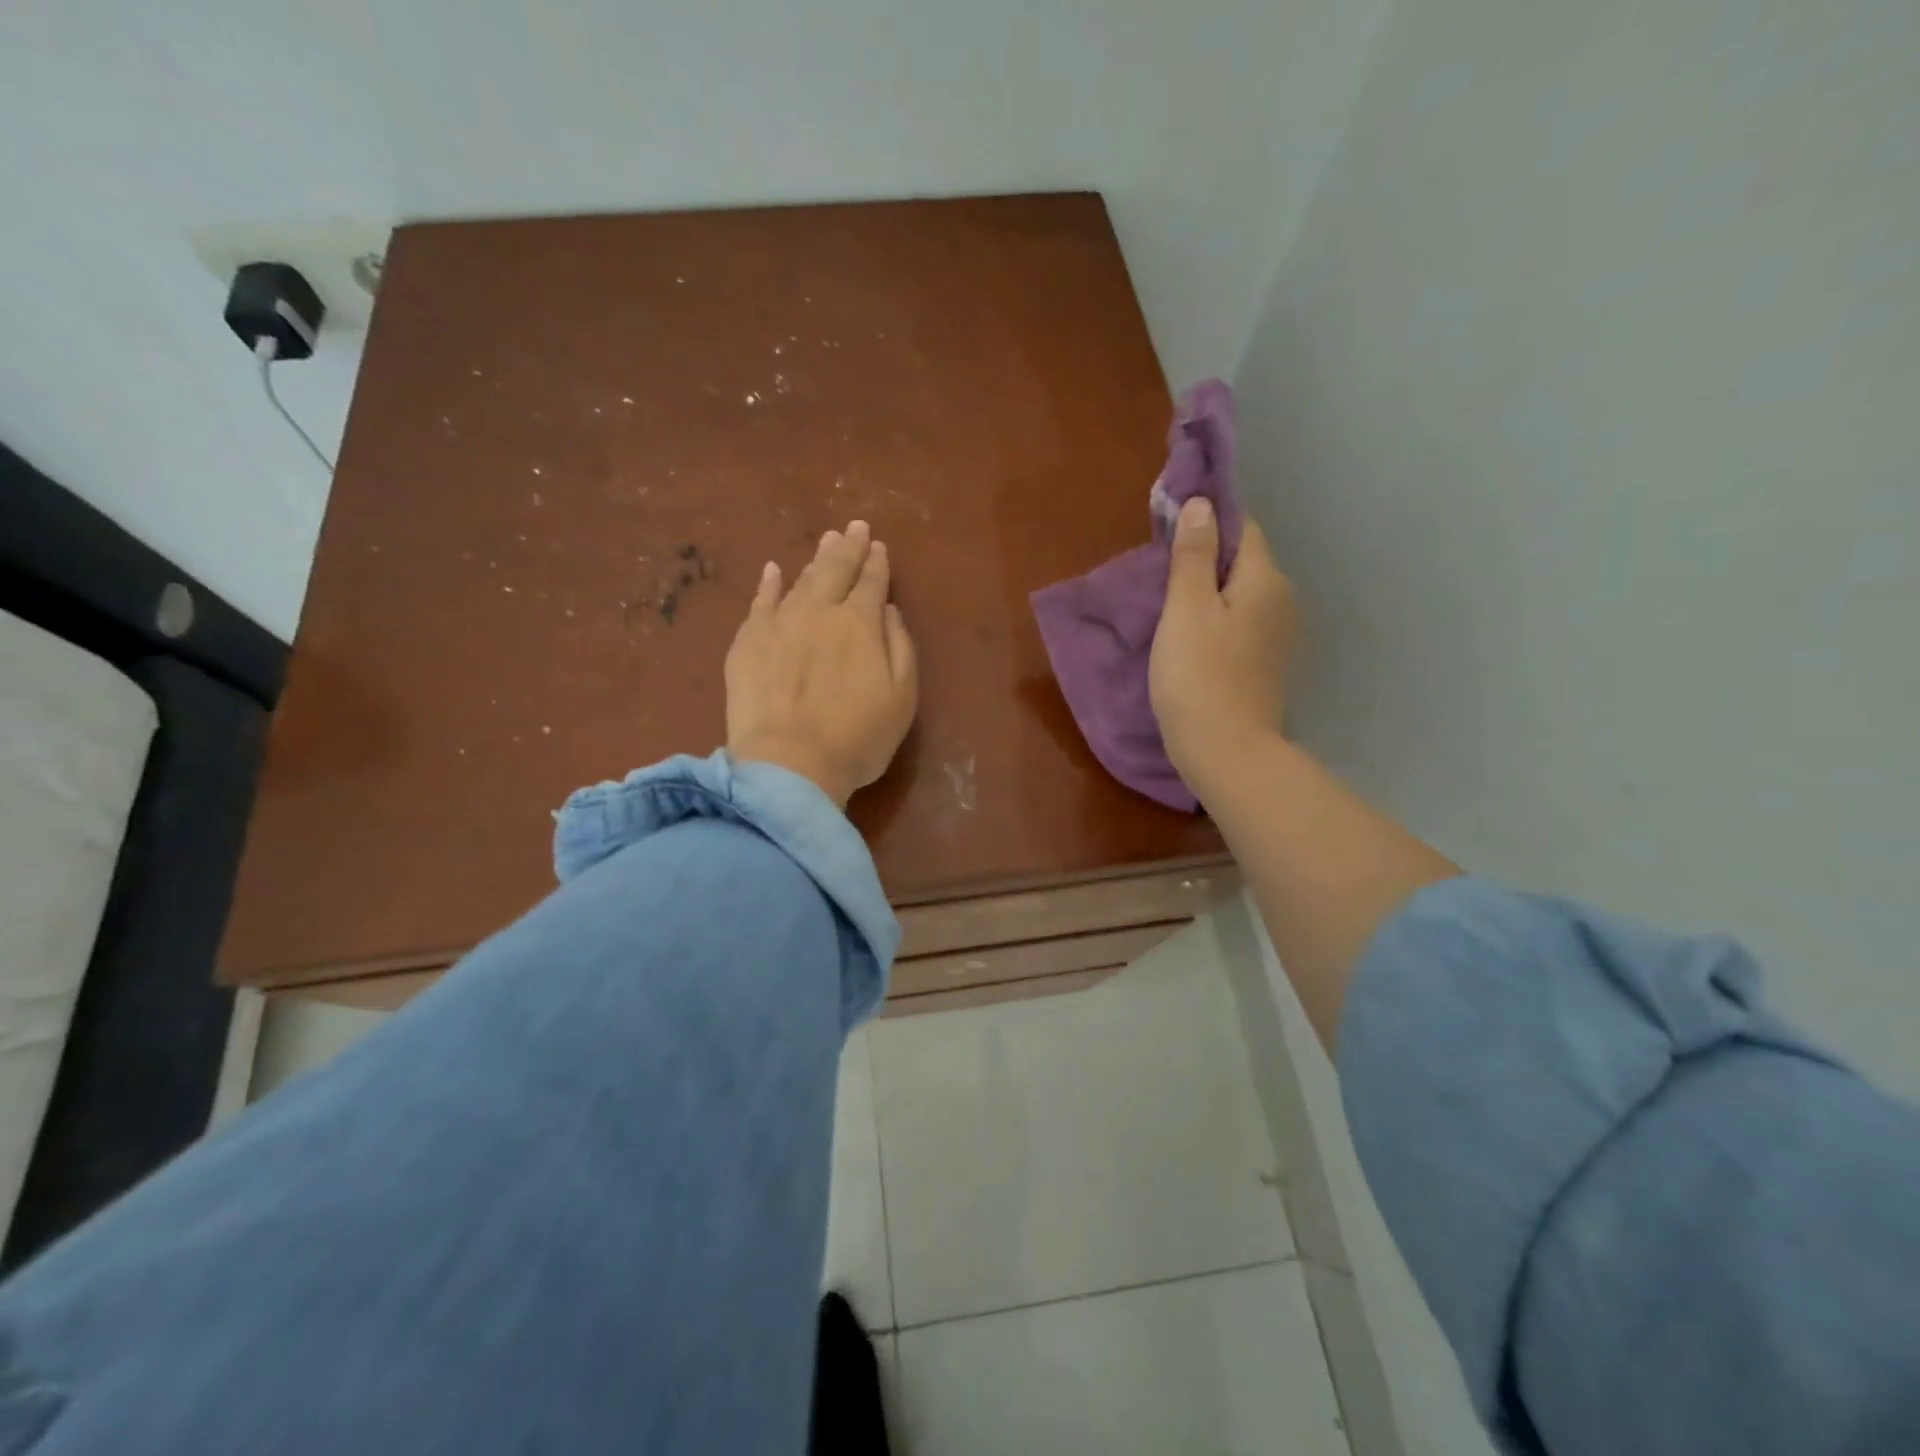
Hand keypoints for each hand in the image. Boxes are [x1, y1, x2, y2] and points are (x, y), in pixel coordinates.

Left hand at [725, 520, 918, 807]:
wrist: (789, 763)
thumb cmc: (858, 737)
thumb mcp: (902, 696)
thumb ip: (899, 646)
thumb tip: (887, 609)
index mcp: (860, 623)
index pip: (871, 582)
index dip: (877, 564)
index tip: (879, 547)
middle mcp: (820, 611)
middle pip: (836, 570)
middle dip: (849, 547)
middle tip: (854, 527)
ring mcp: (779, 623)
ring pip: (801, 580)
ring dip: (816, 559)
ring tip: (826, 541)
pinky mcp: (748, 641)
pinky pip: (760, 601)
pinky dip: (768, 583)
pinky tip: (773, 570)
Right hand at [1149, 497, 1297, 788]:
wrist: (1227, 752)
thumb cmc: (1199, 676)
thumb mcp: (1186, 609)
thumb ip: (1193, 555)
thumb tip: (1201, 504)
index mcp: (1265, 578)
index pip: (1242, 527)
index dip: (1208, 520)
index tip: (1169, 529)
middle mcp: (1282, 599)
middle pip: (1244, 560)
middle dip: (1206, 557)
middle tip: (1160, 572)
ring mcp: (1278, 635)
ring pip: (1241, 594)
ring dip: (1209, 591)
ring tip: (1170, 606)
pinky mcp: (1267, 663)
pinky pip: (1241, 622)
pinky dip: (1217, 619)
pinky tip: (1191, 637)